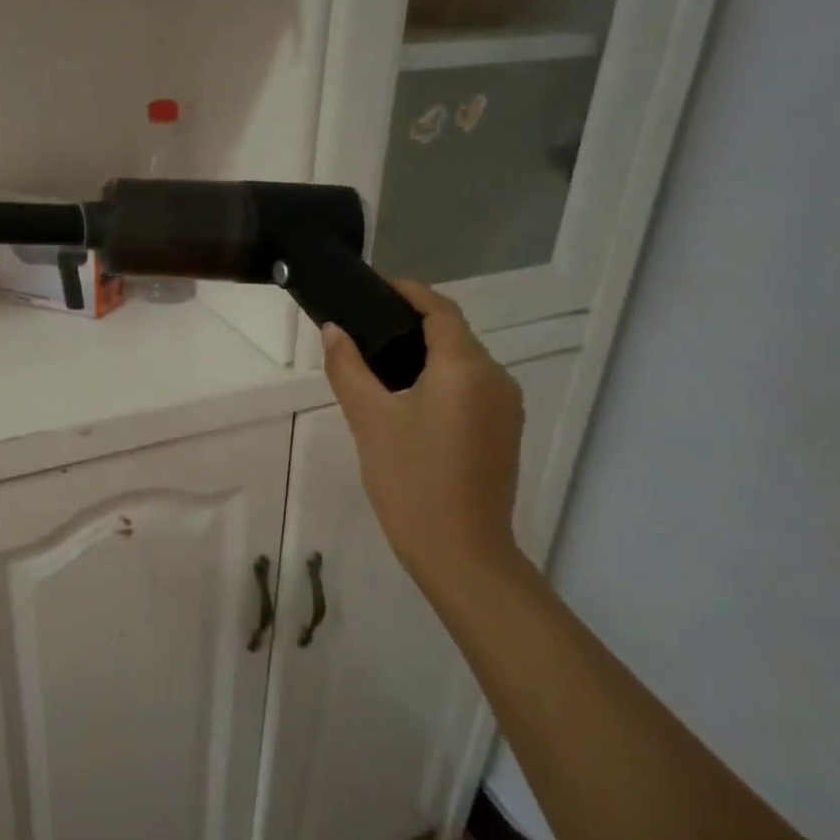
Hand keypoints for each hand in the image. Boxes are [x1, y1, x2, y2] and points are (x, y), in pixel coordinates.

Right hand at [322, 282, 524, 595]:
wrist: (462, 552)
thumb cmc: (411, 481)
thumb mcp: (369, 421)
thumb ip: (348, 369)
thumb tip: (333, 330)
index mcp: (464, 368)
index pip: (440, 309)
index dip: (409, 291)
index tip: (375, 287)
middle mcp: (495, 377)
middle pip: (454, 334)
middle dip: (413, 323)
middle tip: (366, 327)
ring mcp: (506, 406)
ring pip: (464, 361)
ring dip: (427, 352)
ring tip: (380, 362)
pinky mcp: (504, 431)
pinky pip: (472, 387)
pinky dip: (443, 378)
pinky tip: (410, 398)